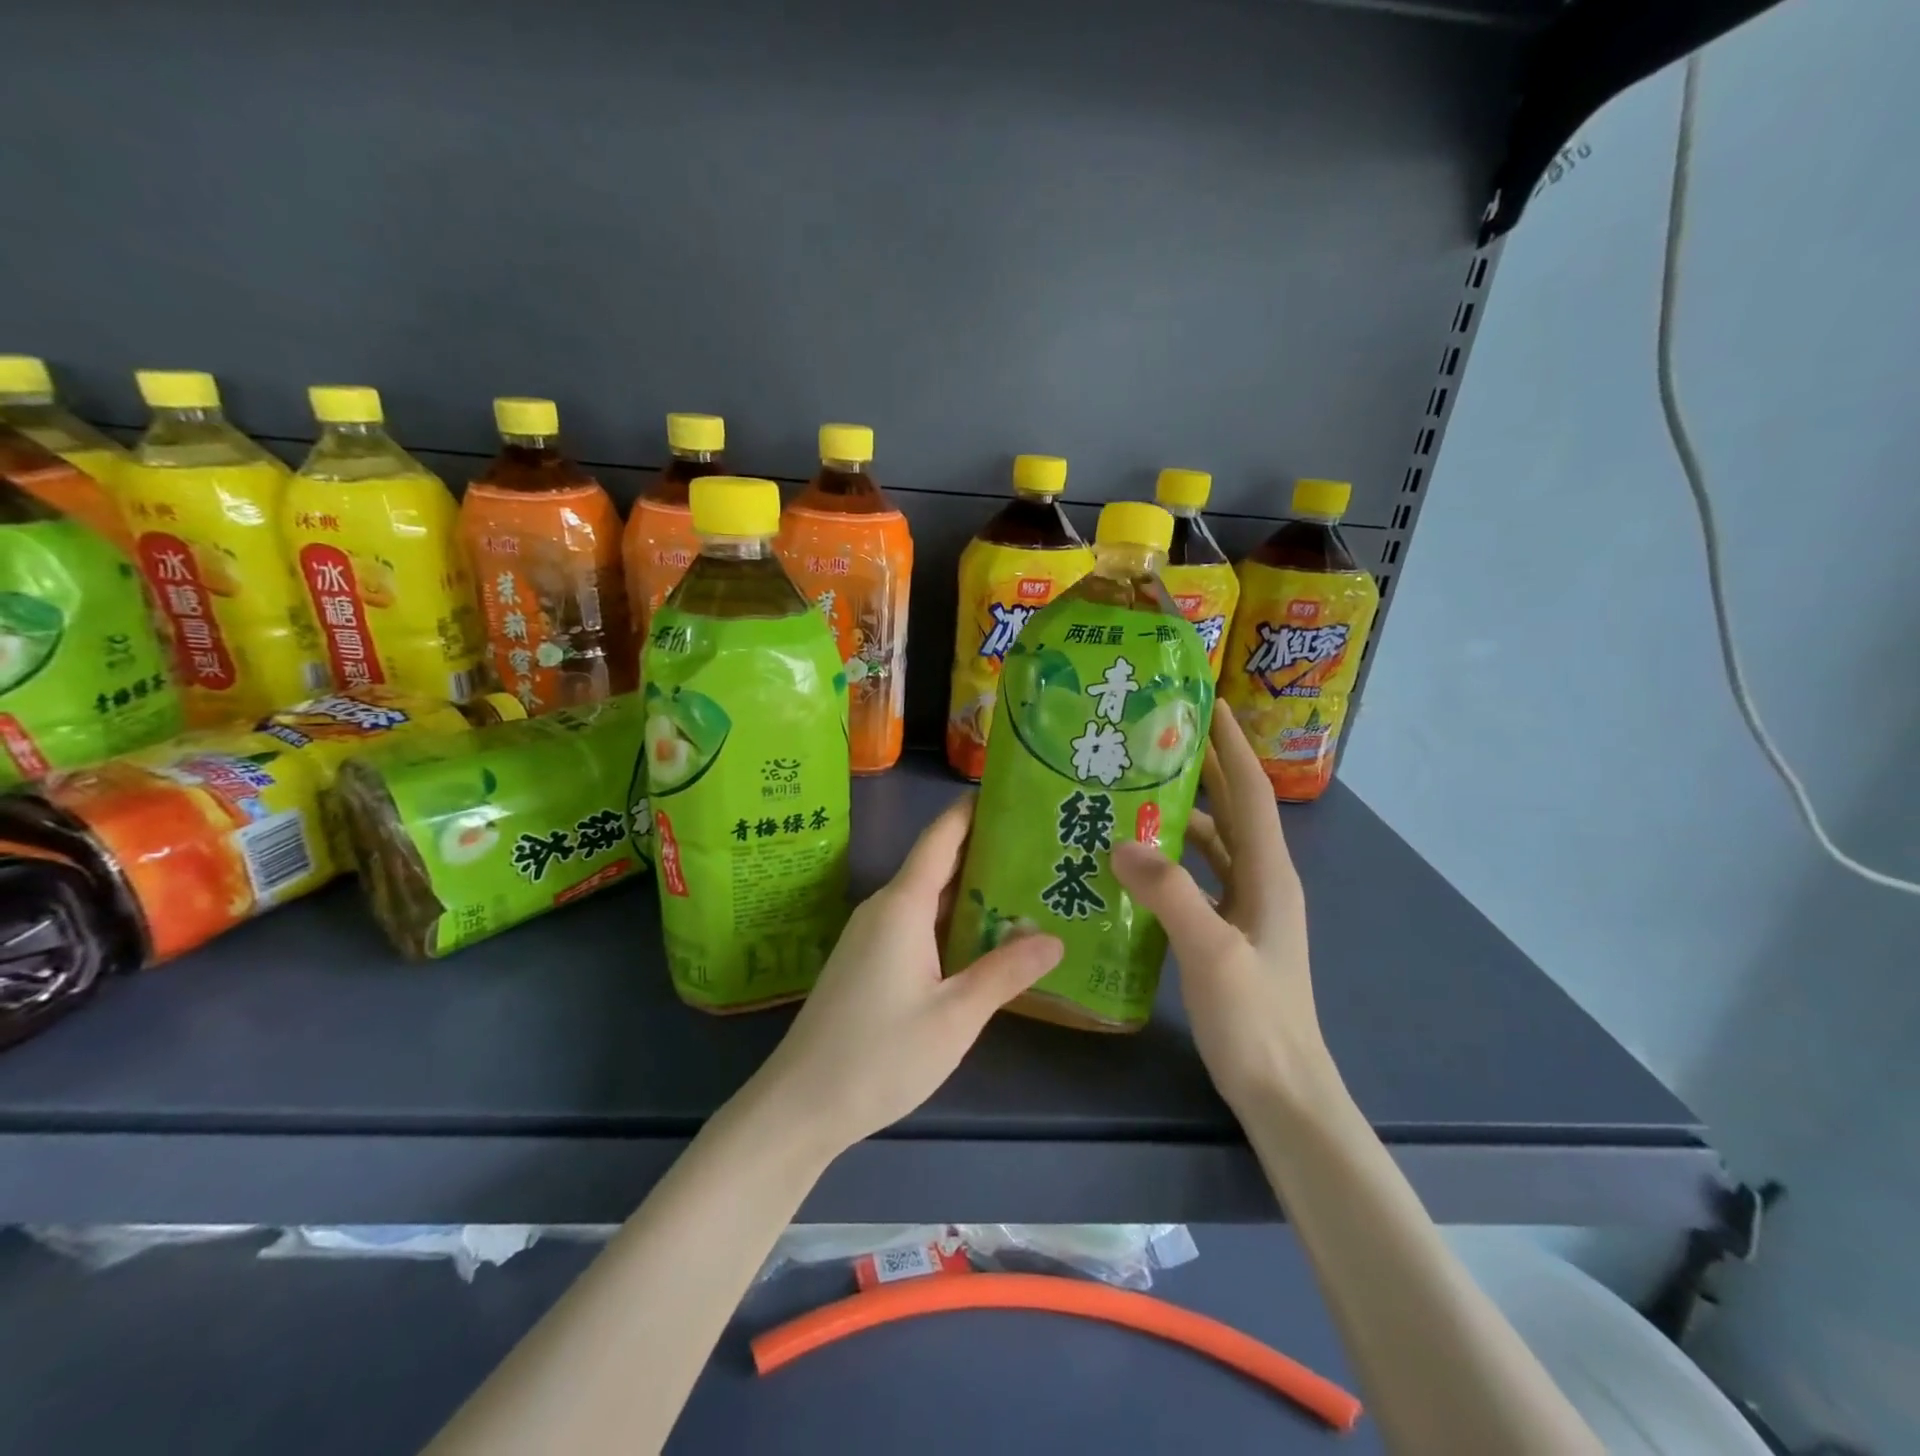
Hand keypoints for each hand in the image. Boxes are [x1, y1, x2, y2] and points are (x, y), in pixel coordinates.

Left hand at [755, 795, 1063, 1153]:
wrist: (801, 1105)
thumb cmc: (880, 1054)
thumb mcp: (955, 1016)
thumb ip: (1004, 972)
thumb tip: (1053, 939)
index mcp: (903, 905)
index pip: (942, 836)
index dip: (974, 810)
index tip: (1014, 794)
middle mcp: (884, 908)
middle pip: (938, 863)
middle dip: (986, 852)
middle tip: (1042, 848)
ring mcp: (872, 935)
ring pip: (928, 898)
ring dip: (971, 891)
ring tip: (1027, 889)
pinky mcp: (867, 961)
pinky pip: (915, 924)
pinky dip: (951, 921)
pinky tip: (983, 939)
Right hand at [1110, 707, 1338, 1113]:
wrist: (1282, 1090)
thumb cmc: (1256, 1020)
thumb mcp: (1212, 952)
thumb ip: (1171, 893)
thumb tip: (1121, 843)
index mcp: (1269, 874)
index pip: (1250, 793)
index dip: (1233, 746)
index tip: (1208, 703)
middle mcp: (1262, 882)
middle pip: (1233, 811)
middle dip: (1205, 768)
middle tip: (1159, 736)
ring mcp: (1246, 909)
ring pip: (1214, 844)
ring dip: (1183, 815)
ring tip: (1136, 791)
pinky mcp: (1228, 932)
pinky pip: (1198, 878)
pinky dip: (1173, 860)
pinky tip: (1136, 861)